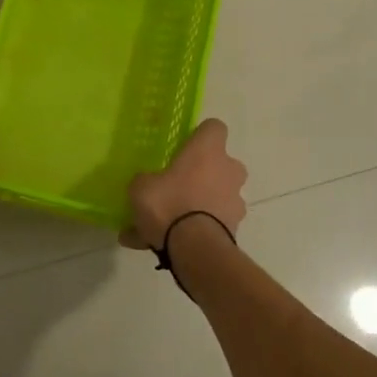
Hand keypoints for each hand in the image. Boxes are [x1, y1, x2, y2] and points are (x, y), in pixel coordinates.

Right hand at [124, 119, 247, 249]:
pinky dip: (193, 231)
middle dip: (202, 174)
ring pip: (216, 196)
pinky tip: (164, 244)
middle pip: (220, 164)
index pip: (214, 127)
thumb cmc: (169, 204)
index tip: (184, 146)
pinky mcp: (235, 227)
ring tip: (165, 224)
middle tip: (176, 187)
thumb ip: (145, 181)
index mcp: (208, 151)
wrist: (195, 249)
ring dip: (198, 204)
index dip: (199, 135)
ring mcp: (235, 200)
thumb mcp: (141, 187)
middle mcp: (229, 170)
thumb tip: (146, 182)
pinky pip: (209, 224)